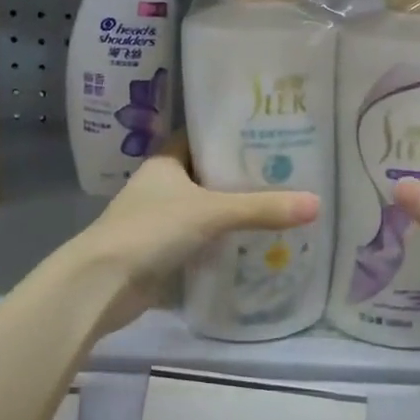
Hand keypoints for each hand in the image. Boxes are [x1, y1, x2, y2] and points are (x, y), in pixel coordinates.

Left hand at [78, 134, 320, 336]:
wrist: (102, 284)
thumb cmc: (152, 230)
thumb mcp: (212, 212)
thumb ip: (262, 208)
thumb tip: (316, 203)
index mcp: (166, 162)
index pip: (201, 137)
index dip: (230, 135)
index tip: (268, 135)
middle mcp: (161, 186)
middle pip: (207, 175)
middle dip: (240, 177)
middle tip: (285, 173)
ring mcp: (159, 221)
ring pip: (204, 209)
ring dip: (232, 212)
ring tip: (278, 206)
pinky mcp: (161, 252)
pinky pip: (199, 240)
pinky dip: (221, 242)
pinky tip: (253, 244)